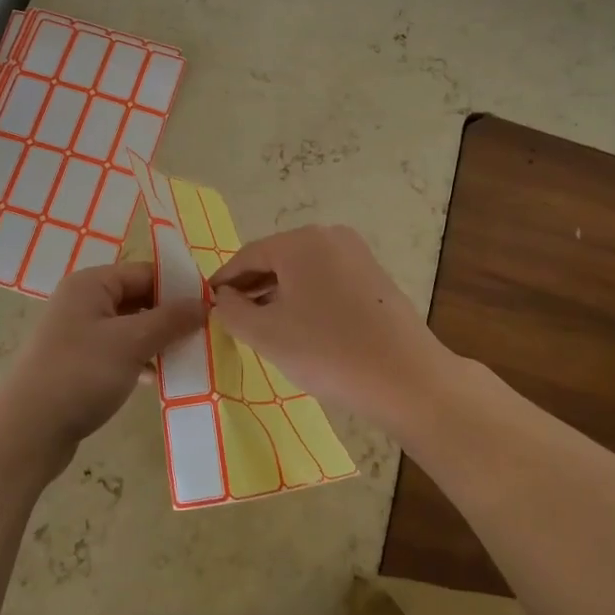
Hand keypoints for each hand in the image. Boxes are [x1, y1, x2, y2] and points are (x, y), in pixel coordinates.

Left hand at [0, 261, 206, 468]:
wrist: (26, 433)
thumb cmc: (81, 374)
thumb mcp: (132, 342)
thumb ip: (171, 319)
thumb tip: (205, 303)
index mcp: (91, 284)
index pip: (145, 272)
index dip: (178, 287)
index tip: (210, 308)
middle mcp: (81, 301)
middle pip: (137, 298)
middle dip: (169, 316)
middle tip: (203, 335)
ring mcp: (76, 333)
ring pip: (128, 327)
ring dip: (156, 340)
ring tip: (187, 357)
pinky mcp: (76, 363)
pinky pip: (116, 351)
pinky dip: (138, 360)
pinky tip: (157, 378)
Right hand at [209, 225, 452, 430]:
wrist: (406, 378)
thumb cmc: (328, 351)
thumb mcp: (266, 334)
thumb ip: (232, 312)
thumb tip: (222, 298)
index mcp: (301, 242)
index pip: (248, 255)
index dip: (224, 280)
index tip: (208, 302)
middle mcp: (330, 236)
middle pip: (277, 258)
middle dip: (252, 286)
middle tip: (232, 316)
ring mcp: (357, 255)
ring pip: (303, 270)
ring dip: (278, 293)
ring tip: (262, 325)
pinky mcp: (375, 277)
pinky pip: (327, 279)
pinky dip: (307, 297)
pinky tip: (301, 326)